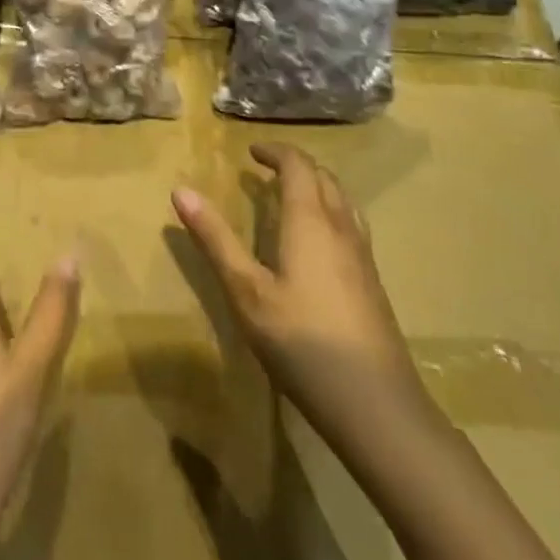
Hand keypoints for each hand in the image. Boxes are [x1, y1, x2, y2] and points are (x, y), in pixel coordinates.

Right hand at [172, 143, 430, 450]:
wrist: (379, 407)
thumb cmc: (303, 343)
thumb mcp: (247, 292)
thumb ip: (215, 240)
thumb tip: (180, 190)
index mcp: (310, 220)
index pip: (297, 165)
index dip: (275, 151)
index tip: (251, 151)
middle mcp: (341, 227)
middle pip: (323, 177)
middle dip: (295, 165)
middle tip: (266, 170)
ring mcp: (363, 255)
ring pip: (342, 200)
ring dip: (316, 186)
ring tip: (291, 198)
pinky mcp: (373, 283)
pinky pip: (351, 225)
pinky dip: (330, 211)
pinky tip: (318, 245)